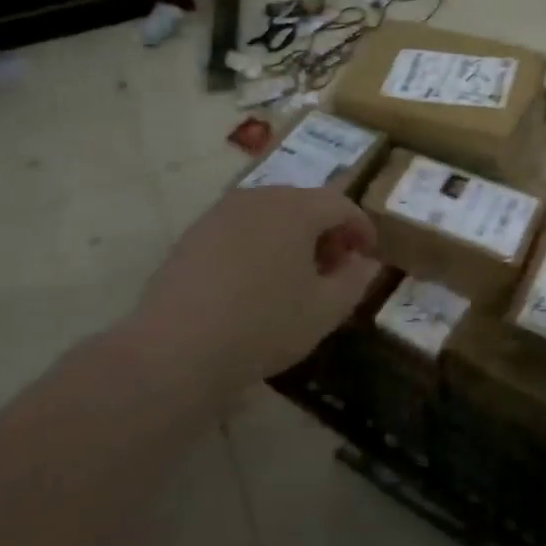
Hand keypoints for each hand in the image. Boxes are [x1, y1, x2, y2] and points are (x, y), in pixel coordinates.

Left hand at [123, 186, 379, 385]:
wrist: (177, 347)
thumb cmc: (264, 325)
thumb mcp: (325, 310)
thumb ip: (355, 280)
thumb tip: (367, 262)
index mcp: (296, 208)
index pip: (341, 205)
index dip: (362, 228)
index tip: (368, 256)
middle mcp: (259, 197)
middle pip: (305, 204)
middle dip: (327, 232)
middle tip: (335, 268)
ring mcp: (221, 213)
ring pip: (271, 215)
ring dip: (293, 237)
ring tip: (297, 277)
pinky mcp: (193, 234)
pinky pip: (241, 229)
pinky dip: (260, 244)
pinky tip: (256, 282)